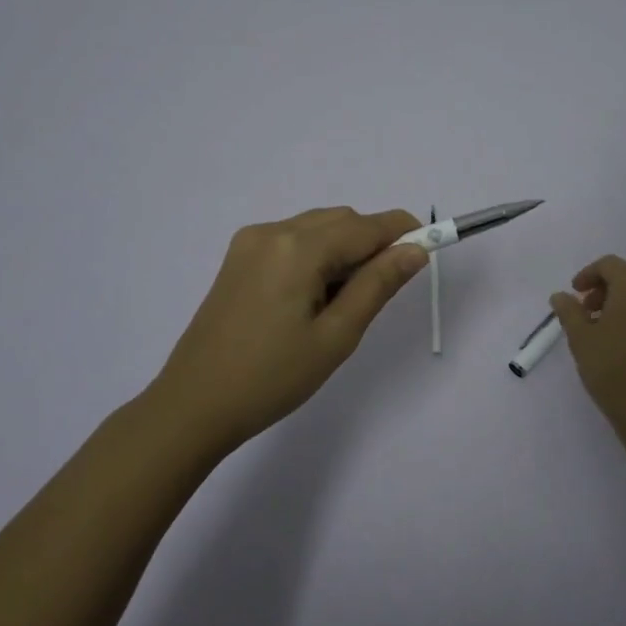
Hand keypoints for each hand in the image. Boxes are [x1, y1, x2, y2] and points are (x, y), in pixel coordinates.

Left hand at [146, 207, 427, 451]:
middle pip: (341, 220)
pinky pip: (292, 240)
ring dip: (344, 249)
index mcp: (297, 248)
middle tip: (383, 289)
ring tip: (343, 302)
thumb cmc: (273, 377)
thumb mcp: (337, 335)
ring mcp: (250, 242)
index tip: (431, 245)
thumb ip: (378, 284)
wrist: (194, 405)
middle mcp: (272, 231)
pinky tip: (313, 297)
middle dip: (372, 243)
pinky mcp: (238, 258)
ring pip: (317, 228)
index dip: (403, 231)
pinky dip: (316, 255)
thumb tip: (416, 250)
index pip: (365, 226)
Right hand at [551, 255, 625, 444]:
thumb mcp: (580, 338)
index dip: (588, 275)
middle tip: (586, 312)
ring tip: (604, 328)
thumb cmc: (613, 368)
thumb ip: (569, 311)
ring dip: (623, 302)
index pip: (609, 265)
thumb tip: (560, 295)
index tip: (574, 294)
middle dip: (605, 288)